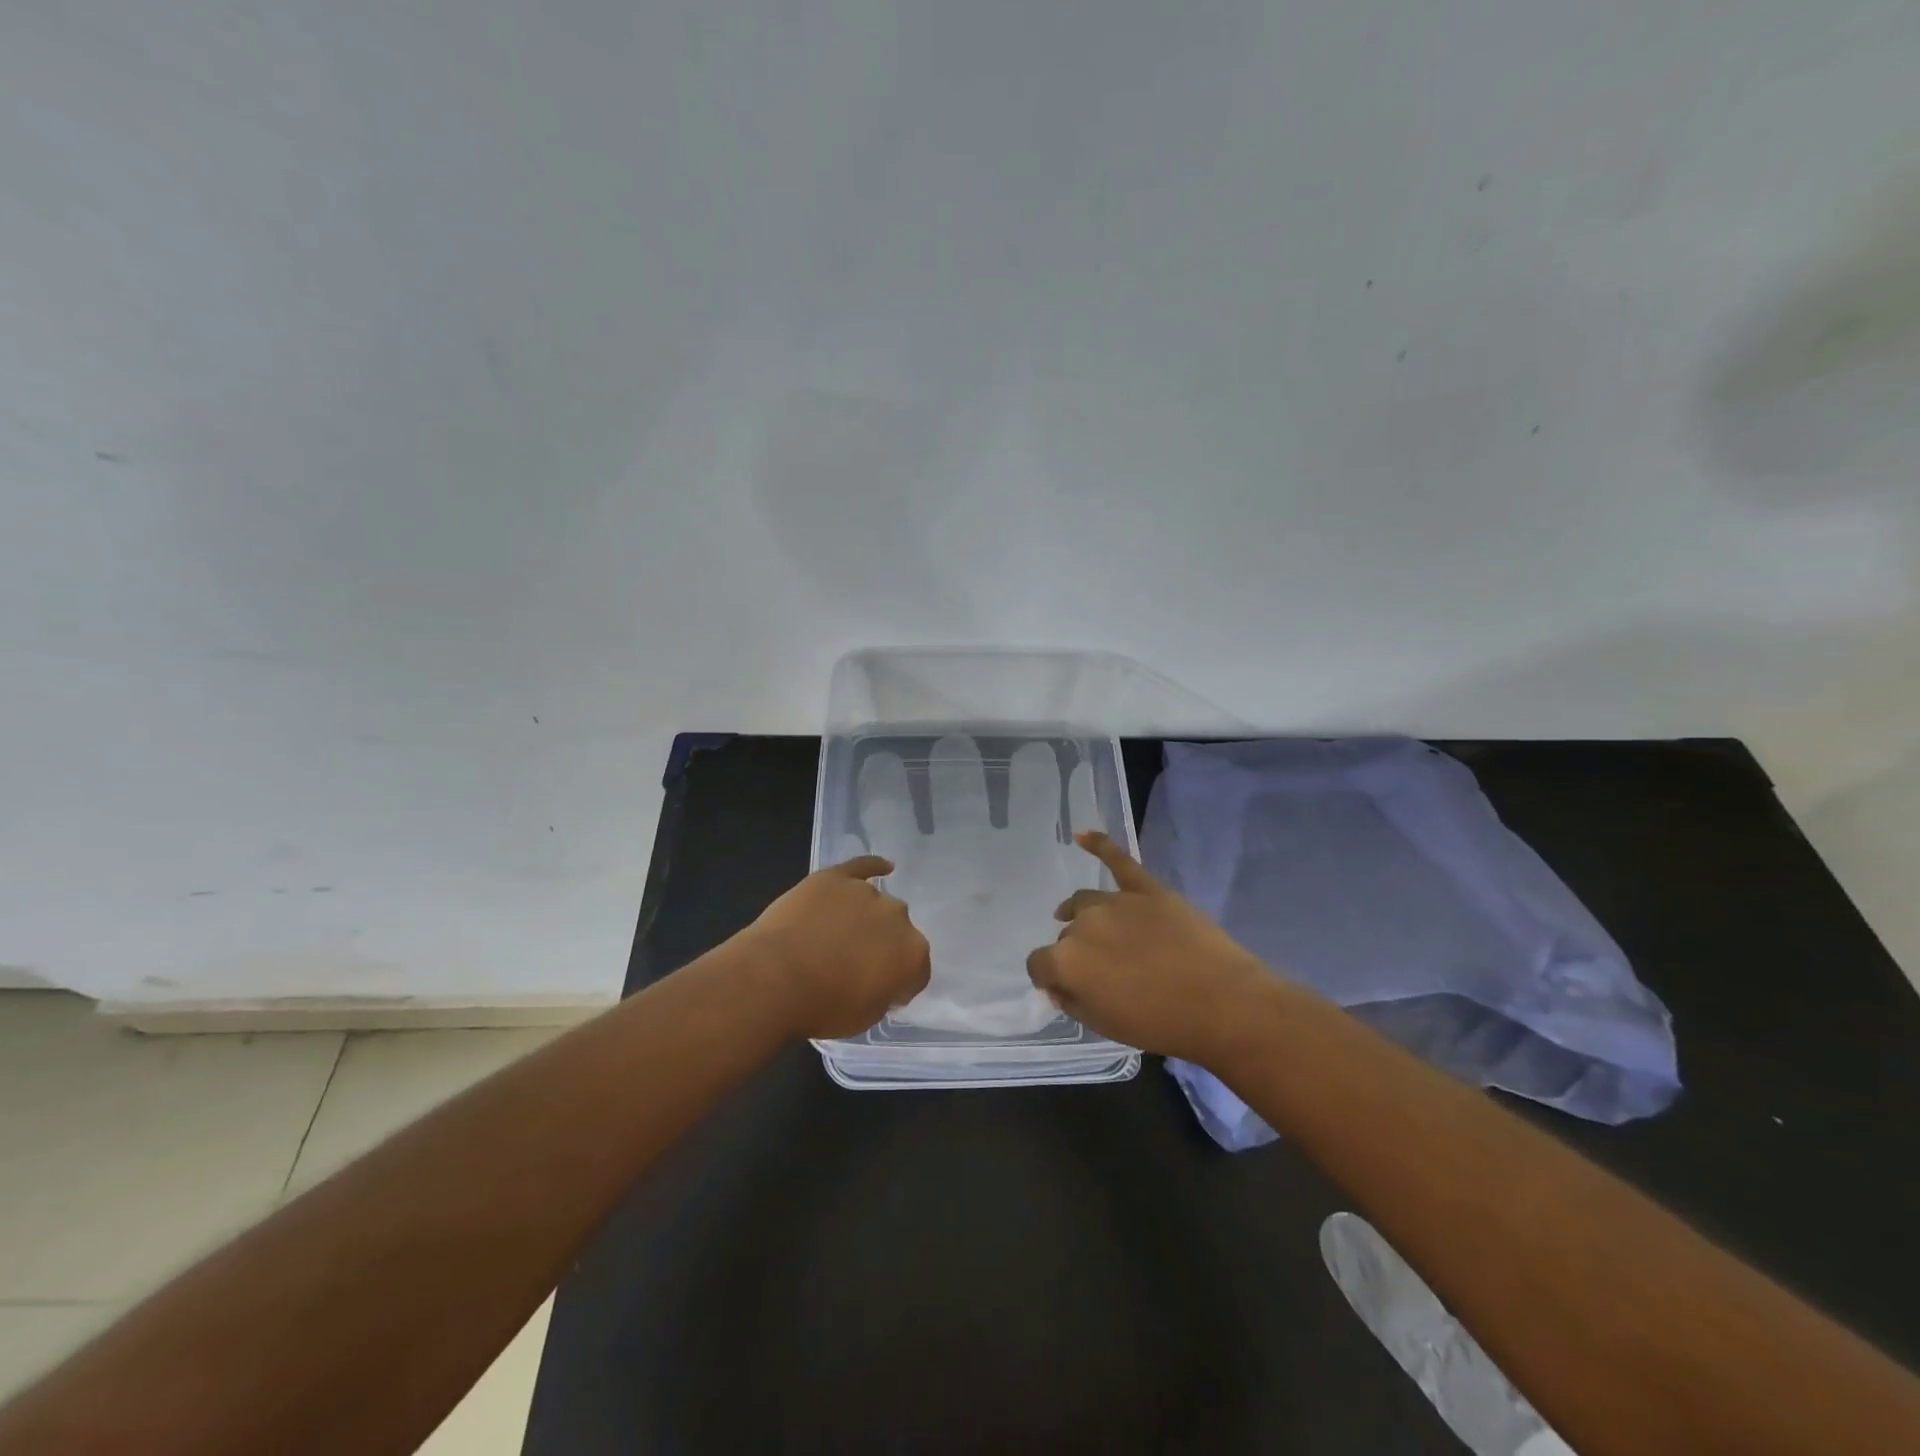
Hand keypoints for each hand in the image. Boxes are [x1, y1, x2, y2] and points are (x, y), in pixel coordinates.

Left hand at [744, 855, 931, 1039]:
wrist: (774, 979)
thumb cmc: (822, 1007)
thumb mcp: (866, 1017)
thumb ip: (884, 993)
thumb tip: (881, 980)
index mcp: (912, 954)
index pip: (917, 970)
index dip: (898, 984)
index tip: (878, 992)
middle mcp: (898, 917)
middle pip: (897, 931)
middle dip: (883, 946)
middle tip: (854, 965)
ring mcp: (866, 892)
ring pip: (875, 904)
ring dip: (864, 918)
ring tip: (836, 936)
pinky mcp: (836, 877)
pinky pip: (862, 866)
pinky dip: (873, 866)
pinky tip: (883, 867)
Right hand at [1026, 832, 1273, 1062]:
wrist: (1221, 1003)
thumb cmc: (1159, 1023)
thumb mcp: (1103, 1027)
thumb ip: (1072, 1002)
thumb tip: (1058, 985)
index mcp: (1067, 961)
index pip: (1038, 964)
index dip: (1048, 977)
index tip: (1062, 987)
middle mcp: (1083, 924)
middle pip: (1067, 935)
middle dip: (1076, 952)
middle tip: (1101, 972)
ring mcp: (1116, 902)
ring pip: (1085, 902)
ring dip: (1081, 915)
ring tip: (1086, 924)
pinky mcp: (1147, 889)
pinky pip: (1118, 860)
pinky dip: (1099, 845)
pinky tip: (1082, 835)